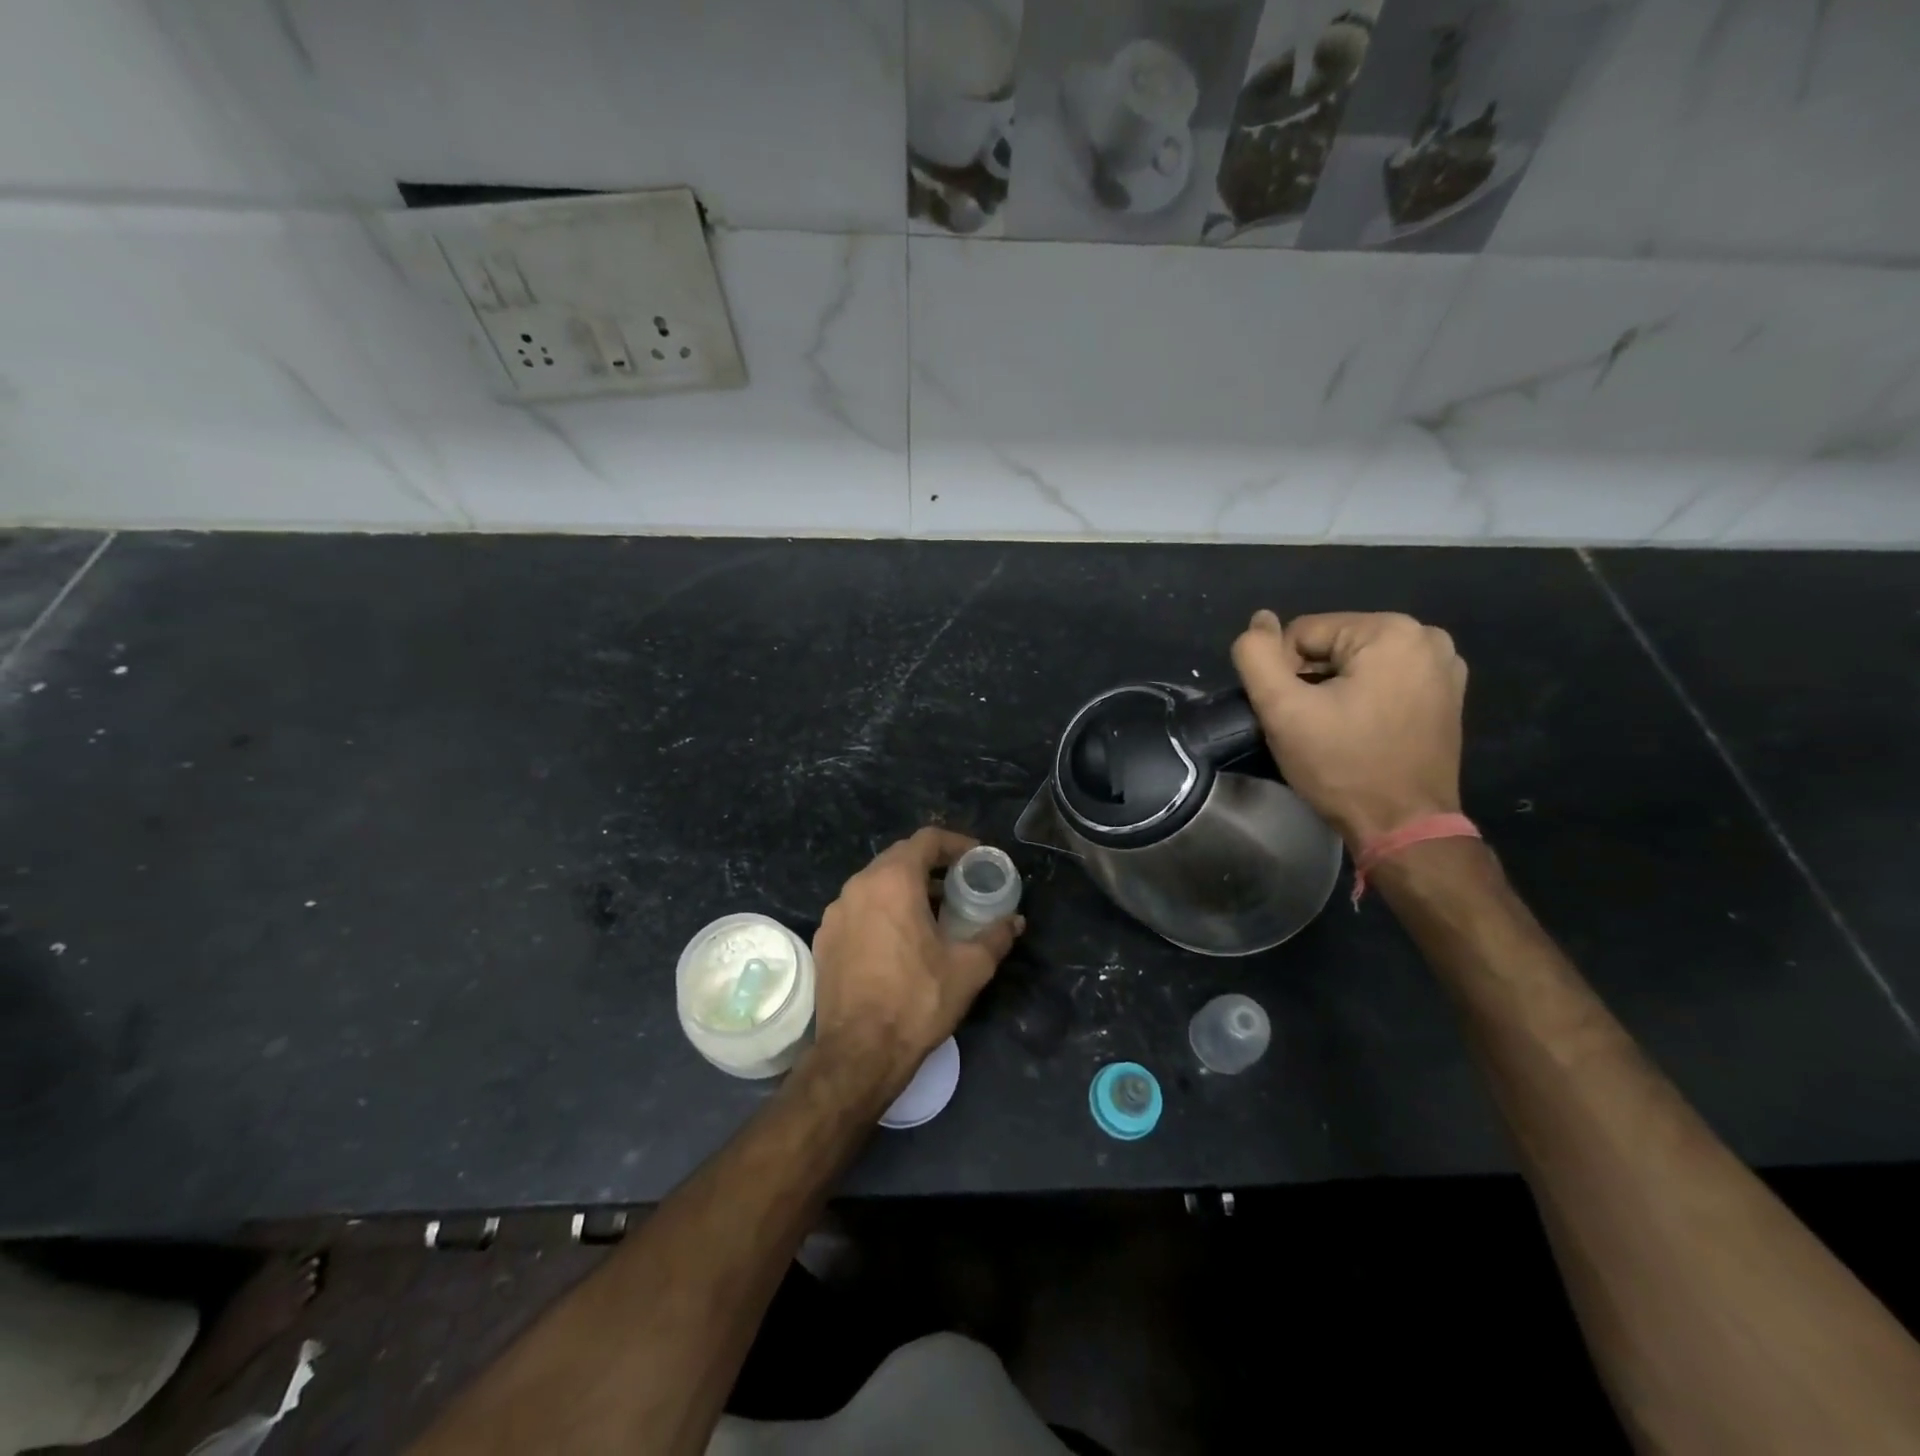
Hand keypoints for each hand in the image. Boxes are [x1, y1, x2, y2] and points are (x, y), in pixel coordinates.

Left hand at [809, 827, 1022, 1099]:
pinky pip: (858, 909)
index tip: (976, 859)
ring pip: (875, 883)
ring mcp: (836, 912)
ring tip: (931, 912)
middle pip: (899, 858)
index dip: (956, 844)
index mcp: (893, 881)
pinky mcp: (824, 938)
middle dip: (931, 866)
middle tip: (958, 885)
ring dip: (905, 888)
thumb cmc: (917, 1000)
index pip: (927, 840)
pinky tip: (898, 940)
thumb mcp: (969, 968)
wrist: (859, 1053)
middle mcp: (858, 886)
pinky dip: (881, 911)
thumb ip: (995, 936)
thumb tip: (1015, 921)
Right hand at [1231, 609, 1466, 848]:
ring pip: (1356, 663)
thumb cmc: (1342, 765)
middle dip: (1310, 680)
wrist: (1404, 826)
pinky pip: (1384, 679)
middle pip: (1332, 645)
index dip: (1282, 673)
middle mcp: (1426, 637)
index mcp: (1390, 631)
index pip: (1302, 633)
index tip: (1290, 714)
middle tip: (1308, 725)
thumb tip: (1259, 620)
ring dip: (1334, 689)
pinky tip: (1360, 729)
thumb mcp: (1283, 710)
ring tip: (1333, 730)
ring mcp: (1443, 666)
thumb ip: (1257, 656)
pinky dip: (1363, 697)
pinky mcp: (1446, 694)